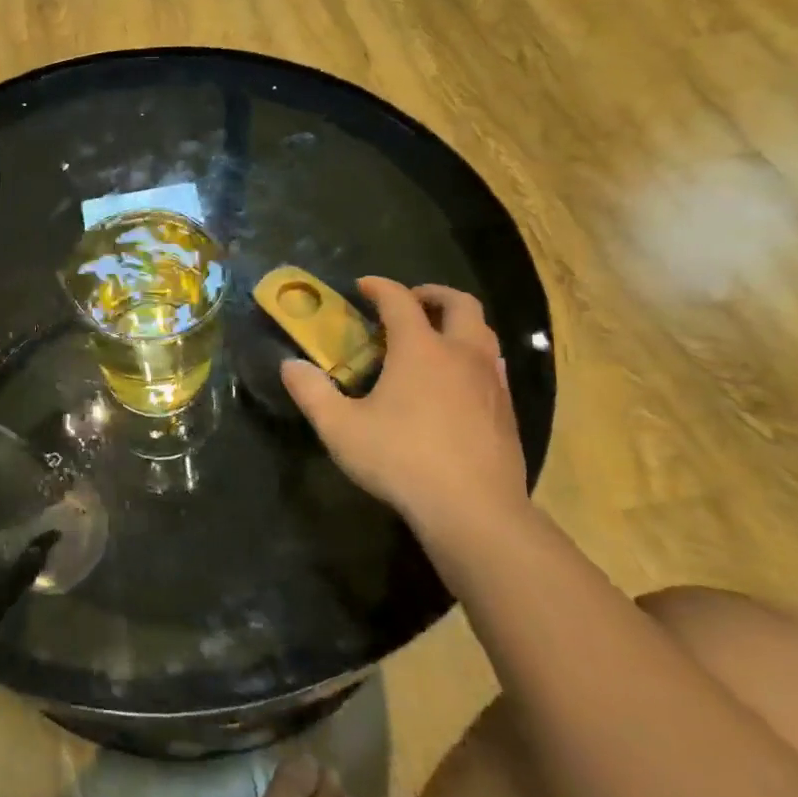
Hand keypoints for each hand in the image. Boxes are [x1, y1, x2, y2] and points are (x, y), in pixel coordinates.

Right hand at [280, 280, 528, 539]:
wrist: (474, 509)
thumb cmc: (401, 460)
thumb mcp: (340, 428)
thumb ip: (311, 392)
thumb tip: (290, 365)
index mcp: (420, 349)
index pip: (400, 300)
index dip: (380, 287)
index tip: (363, 286)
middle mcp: (461, 353)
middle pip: (459, 303)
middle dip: (432, 294)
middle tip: (409, 303)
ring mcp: (491, 381)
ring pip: (483, 332)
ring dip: (457, 323)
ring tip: (432, 339)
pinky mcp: (507, 409)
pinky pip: (492, 363)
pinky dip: (472, 355)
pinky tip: (455, 382)